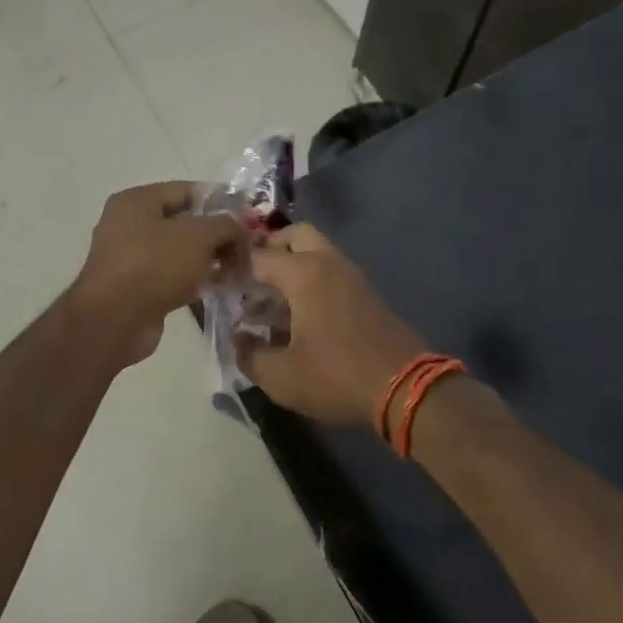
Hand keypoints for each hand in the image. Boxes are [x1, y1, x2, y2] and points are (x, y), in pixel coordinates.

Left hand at [69, 182, 243, 369]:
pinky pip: (173, 277)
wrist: (114, 321)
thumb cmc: (154, 264)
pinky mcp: (137, 289)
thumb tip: (237, 227)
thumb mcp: (197, 236)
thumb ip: (224, 224)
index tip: (245, 217)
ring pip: (180, 252)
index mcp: (137, 201)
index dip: (218, 201)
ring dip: (209, 260)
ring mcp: (132, 259)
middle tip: (246, 248)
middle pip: (184, 223)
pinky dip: (195, 281)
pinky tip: (220, 288)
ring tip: (239, 270)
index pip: (186, 191)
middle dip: (217, 235)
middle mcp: (130, 225)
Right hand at [240, 223, 427, 426]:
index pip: (258, 255)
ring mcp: (351, 276)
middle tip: (251, 276)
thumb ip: (250, 355)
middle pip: (295, 234)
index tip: (216, 281)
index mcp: (303, 273)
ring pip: (316, 251)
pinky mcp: (366, 293)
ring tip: (271, 300)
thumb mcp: (282, 376)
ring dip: (292, 264)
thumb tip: (237, 340)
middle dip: (269, 248)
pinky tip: (300, 315)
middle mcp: (327, 263)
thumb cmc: (337, 375)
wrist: (406, 388)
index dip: (233, 266)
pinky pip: (330, 271)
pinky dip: (311, 279)